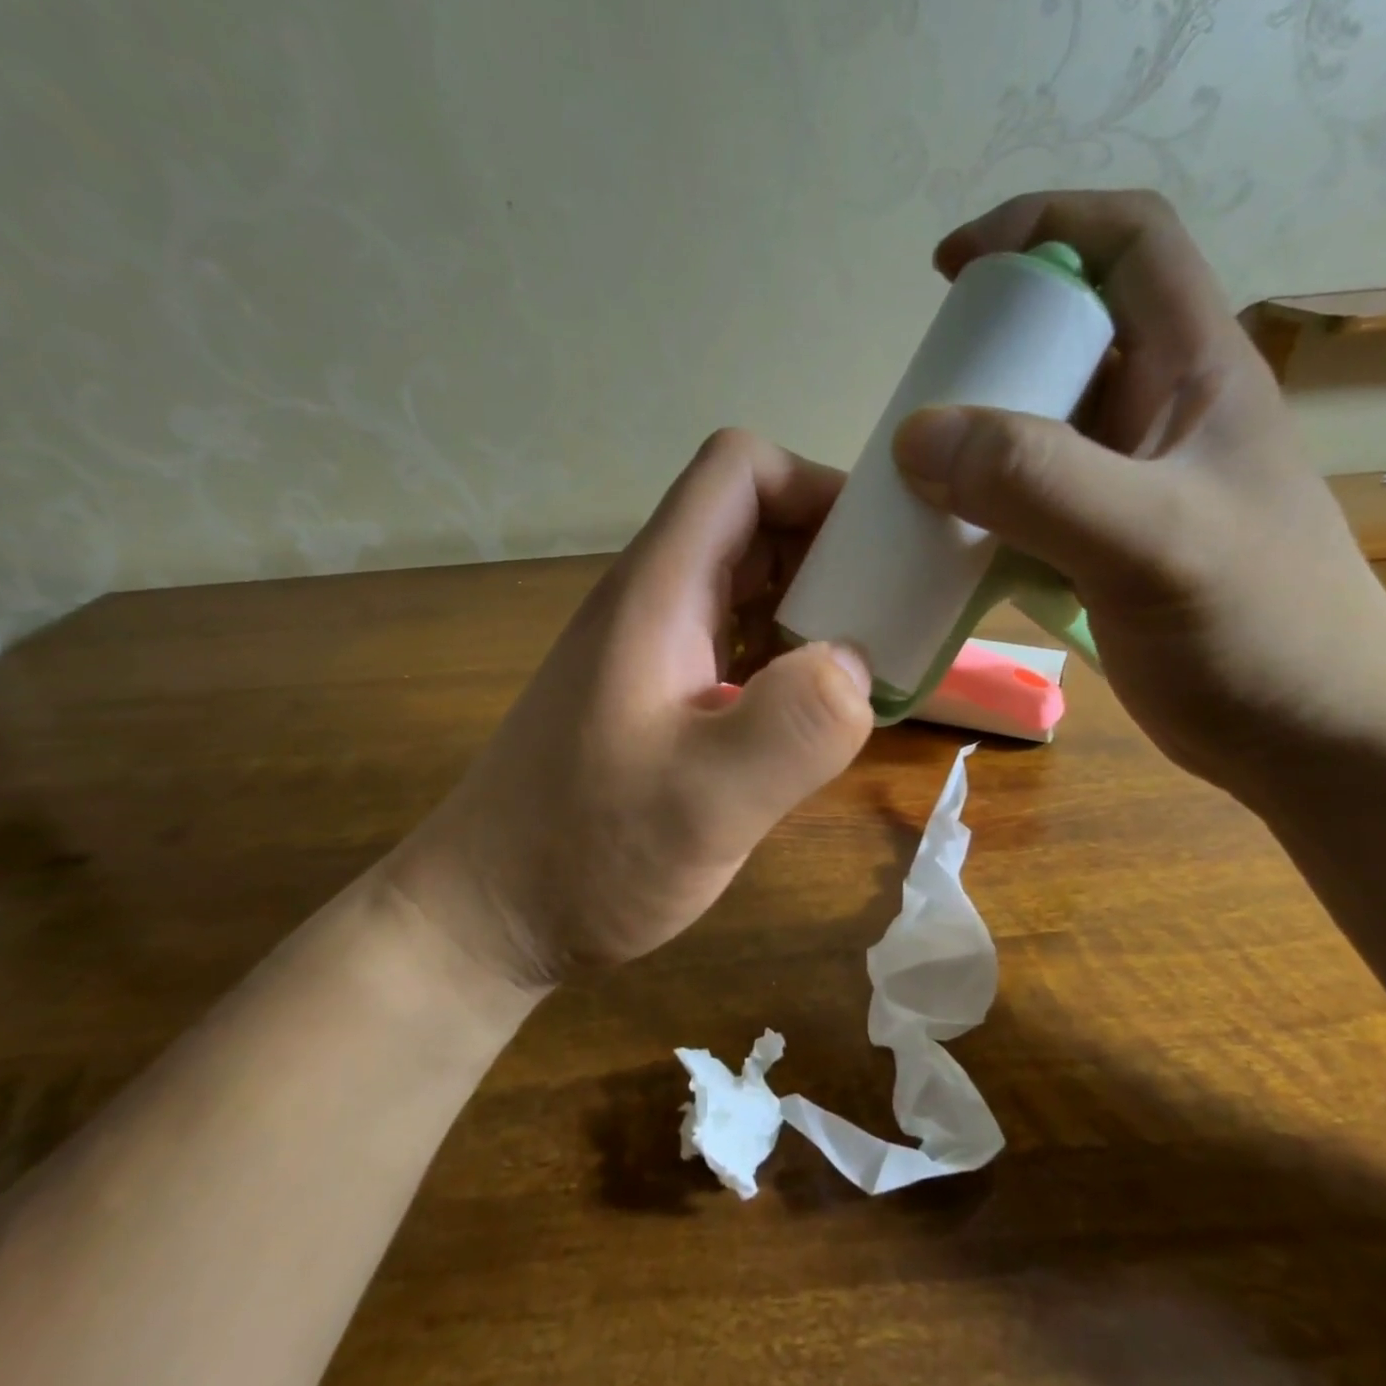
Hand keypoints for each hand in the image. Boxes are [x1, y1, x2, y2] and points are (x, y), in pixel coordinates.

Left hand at [386, 430, 873, 991]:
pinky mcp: (662, 694)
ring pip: (752, 585)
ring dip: (817, 609)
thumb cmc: (583, 855)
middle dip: (833, 552)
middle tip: (895, 617)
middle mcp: (656, 602)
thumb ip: (791, 730)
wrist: (491, 914)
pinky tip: (817, 715)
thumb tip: (858, 661)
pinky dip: (791, 658)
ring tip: (873, 667)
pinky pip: (741, 644)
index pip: (739, 471)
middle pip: (754, 523)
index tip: (878, 550)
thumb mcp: (701, 804)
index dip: (815, 487)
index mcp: (659, 592)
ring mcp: (656, 649)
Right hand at [892, 189, 1385, 798]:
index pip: (1125, 244)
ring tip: (913, 476)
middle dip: (983, 355)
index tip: (950, 270)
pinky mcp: (1104, 547)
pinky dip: (978, 510)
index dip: (1038, 227)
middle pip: (1063, 340)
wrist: (1314, 742)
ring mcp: (1130, 486)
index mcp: (1196, 374)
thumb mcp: (1152, 542)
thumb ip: (1039, 481)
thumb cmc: (1260, 633)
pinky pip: (1026, 504)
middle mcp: (1160, 416)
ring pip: (1036, 429)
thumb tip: (918, 435)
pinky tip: (941, 541)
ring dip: (972, 441)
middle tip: (918, 406)